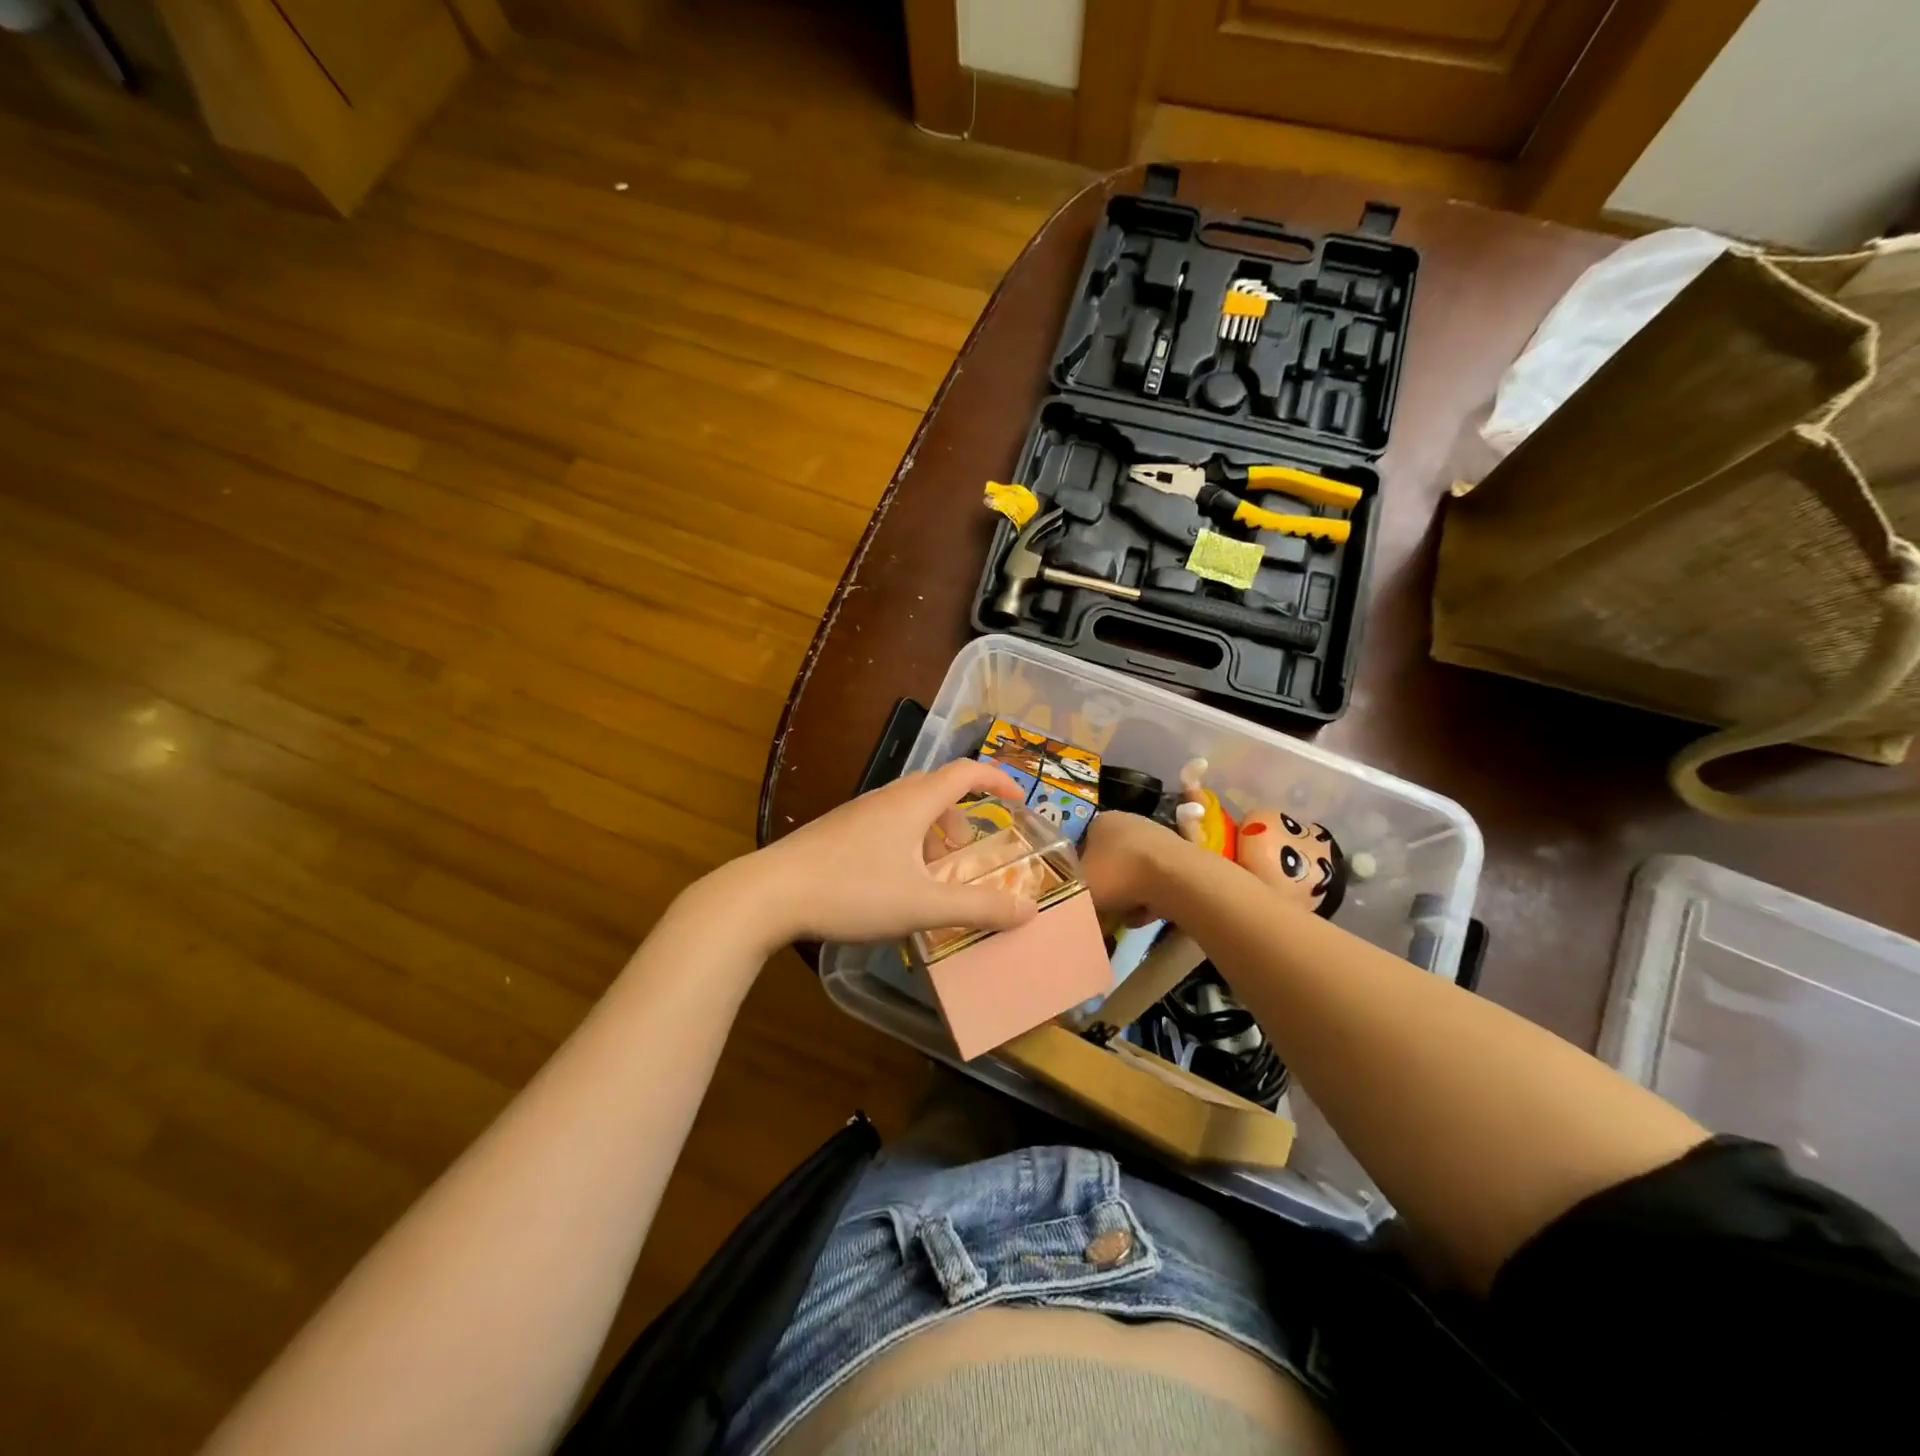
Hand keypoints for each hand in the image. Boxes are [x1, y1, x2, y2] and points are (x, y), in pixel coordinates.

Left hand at [746, 760, 1039, 944]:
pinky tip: (894, 884)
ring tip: (933, 877)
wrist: (769, 893)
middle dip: (963, 818)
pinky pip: (887, 824)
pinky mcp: (838, 831)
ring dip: (933, 834)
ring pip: (910, 809)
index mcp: (913, 802)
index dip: (998, 781)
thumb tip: (1029, 910)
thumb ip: (978, 907)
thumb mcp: (922, 905)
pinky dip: (907, 843)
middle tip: (970, 855)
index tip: (1020, 801)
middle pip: (938, 790)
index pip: (966, 772)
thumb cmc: (851, 891)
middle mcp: (887, 797)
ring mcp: (858, 812)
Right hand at [1077, 810, 1190, 926]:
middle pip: (1110, 861)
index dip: (1080, 871)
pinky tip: (1148, 913)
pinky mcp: (1179, 858)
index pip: (1083, 845)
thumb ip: (1070, 886)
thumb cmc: (1117, 874)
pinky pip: (1155, 883)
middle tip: (1103, 908)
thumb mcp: (1078, 883)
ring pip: (1133, 875)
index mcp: (1102, 821)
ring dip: (1129, 897)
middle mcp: (1129, 822)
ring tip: (1127, 916)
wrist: (1173, 879)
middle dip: (1108, 886)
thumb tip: (1073, 892)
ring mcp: (1158, 838)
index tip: (1081, 893)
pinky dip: (1150, 899)